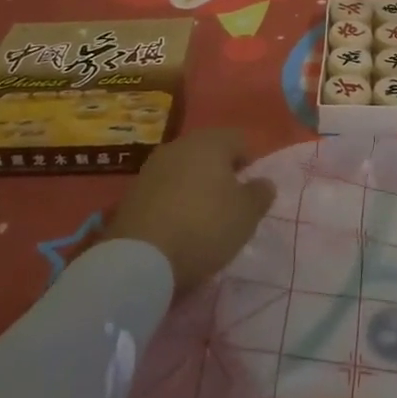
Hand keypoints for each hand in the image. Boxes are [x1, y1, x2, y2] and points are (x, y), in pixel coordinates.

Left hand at [106, 128, 275, 293]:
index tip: (251, 190)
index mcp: (209, 142)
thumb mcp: (246, 215)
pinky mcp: (132, 192)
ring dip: (195, 186)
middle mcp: (179, 145)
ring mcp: (152, 167)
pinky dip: (173, 201)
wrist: (141, 258)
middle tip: (230, 203)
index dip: (249, 161)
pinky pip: (163, 189)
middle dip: (221, 172)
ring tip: (203, 217)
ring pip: (183, 169)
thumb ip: (260, 194)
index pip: (238, 139)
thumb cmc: (204, 227)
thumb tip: (264, 182)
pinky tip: (177, 227)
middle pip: (208, 151)